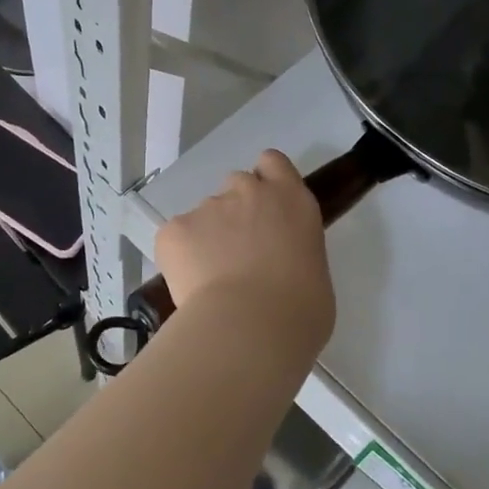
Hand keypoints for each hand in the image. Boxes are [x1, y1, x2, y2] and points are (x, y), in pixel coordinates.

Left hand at [155, 150, 334, 348]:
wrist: (252, 326)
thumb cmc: (300, 308)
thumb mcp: (314, 270)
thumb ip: (293, 250)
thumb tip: (278, 264)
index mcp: (290, 198)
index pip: (272, 163)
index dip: (266, 180)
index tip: (265, 208)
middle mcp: (249, 192)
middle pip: (237, 184)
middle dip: (236, 210)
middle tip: (240, 251)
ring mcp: (208, 207)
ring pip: (205, 215)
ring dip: (208, 237)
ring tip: (213, 280)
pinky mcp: (175, 229)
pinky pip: (176, 238)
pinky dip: (181, 258)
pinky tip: (192, 287)